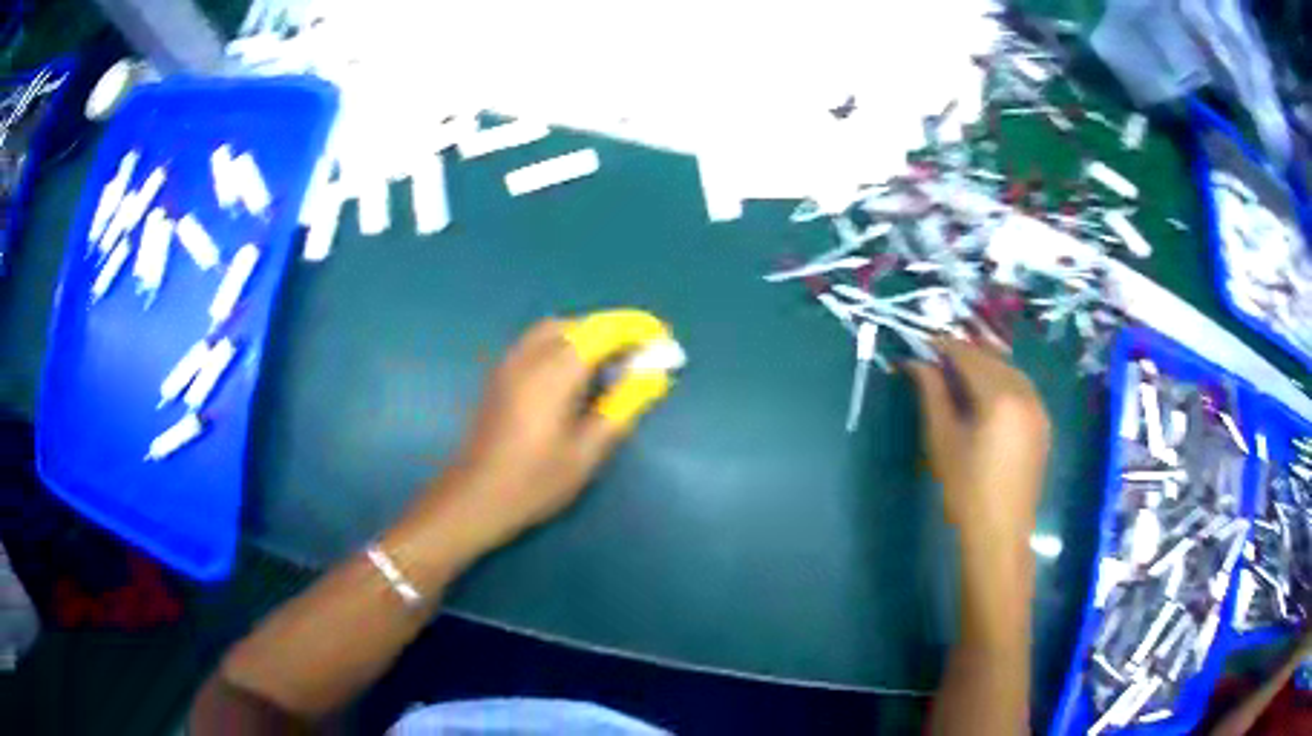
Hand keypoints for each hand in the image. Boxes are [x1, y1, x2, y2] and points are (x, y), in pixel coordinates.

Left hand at [404, 312, 675, 560]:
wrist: (475, 497)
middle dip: (612, 332)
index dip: (635, 329)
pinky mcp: (499, 377)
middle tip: (637, 357)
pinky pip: (537, 344)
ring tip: (610, 367)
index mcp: (554, 373)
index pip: (601, 331)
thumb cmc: (534, 482)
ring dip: (587, 338)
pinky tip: (574, 378)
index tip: (661, 338)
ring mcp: (509, 364)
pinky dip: (564, 346)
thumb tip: (652, 377)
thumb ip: (622, 407)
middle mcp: (529, 357)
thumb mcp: (587, 452)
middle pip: (577, 325)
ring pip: (554, 331)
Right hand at [906, 339, 1050, 546]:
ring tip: (959, 378)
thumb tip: (917, 363)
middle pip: (992, 358)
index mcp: (1000, 396)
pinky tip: (986, 398)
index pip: (969, 356)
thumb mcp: (942, 440)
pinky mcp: (1043, 423)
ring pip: (1010, 371)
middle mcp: (1026, 393)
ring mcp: (1039, 408)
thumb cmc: (966, 490)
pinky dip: (1002, 383)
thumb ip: (932, 394)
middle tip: (938, 361)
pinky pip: (1022, 388)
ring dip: (985, 367)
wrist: (1000, 532)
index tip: (923, 345)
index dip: (944, 346)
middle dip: (965, 355)